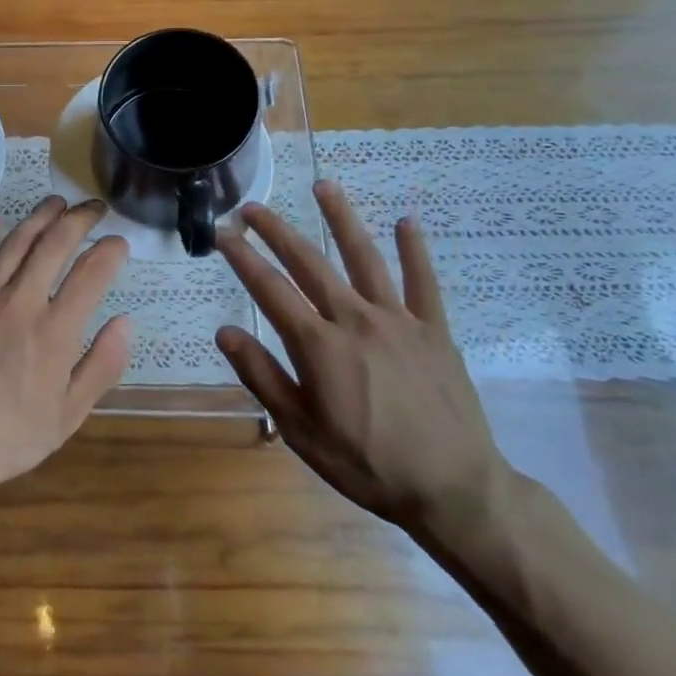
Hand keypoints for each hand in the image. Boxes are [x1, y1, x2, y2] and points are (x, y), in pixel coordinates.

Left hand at [0, 196, 131, 498]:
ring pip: (15, 242)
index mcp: (55, 331)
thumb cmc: (9, 437)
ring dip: (40, 216)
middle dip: (80, 219)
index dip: (110, 251)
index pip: (92, 273)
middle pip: (55, 244)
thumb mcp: (69, 415)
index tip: (119, 243)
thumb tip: (124, 323)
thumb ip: (102, 366)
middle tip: (94, 209)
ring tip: (57, 203)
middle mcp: (21, 302)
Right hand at [214, 181, 511, 540]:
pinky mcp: (434, 330)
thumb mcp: (300, 430)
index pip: (269, 289)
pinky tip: (407, 221)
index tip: (222, 233)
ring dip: (341, 219)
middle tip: (252, 207)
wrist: (453, 489)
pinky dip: (415, 250)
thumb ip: (262, 376)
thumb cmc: (366, 464)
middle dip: (276, 231)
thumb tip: (225, 331)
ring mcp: (398, 320)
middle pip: (309, 262)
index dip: (242, 258)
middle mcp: (355, 319)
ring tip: (323, 186)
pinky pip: (423, 282)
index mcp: (318, 345)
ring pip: (364, 257)